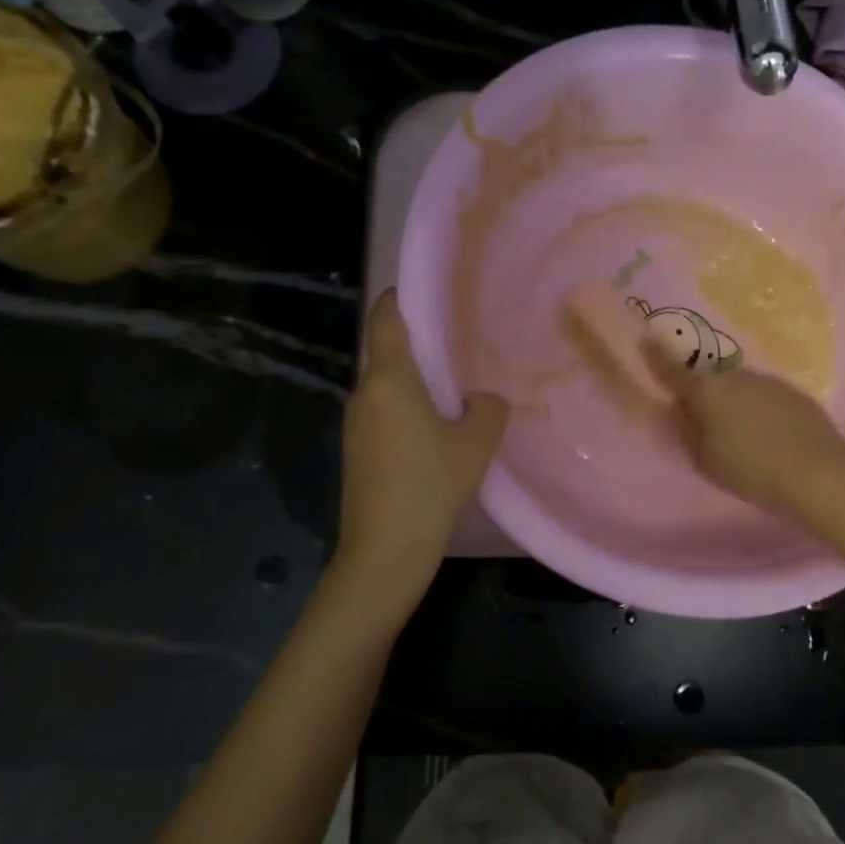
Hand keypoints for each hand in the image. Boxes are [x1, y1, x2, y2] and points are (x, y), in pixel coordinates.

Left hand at [338, 290, 508, 580]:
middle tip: (462, 345)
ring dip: (416, 382)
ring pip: (387, 386)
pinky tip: (438, 429)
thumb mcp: (475, 443)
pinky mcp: (357, 450)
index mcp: (389, 380)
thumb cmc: (430, 485)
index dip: (403, 297)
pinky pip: (384, 412)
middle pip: (388, 352)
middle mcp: (365, 393)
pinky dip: (408, 408)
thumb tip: (483, 399)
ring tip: (457, 388)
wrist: (385, 550)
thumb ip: (488, 409)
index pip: (386, 318)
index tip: (430, 292)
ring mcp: (356, 424)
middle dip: (421, 345)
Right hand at [645, 347, 844, 517]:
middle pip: (710, 379)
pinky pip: (765, 396)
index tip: (646, 339)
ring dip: (734, 401)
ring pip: (740, 386)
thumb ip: (687, 430)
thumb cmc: (751, 470)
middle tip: (704, 418)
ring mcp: (768, 381)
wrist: (818, 472)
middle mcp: (736, 376)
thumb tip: (680, 408)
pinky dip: (759, 409)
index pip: (672, 370)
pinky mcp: (794, 392)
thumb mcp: (705, 460)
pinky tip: (769, 434)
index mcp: (707, 392)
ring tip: (741, 433)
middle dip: (703, 392)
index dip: (656, 357)